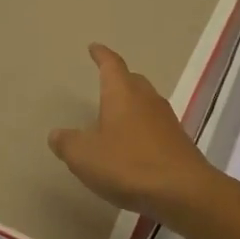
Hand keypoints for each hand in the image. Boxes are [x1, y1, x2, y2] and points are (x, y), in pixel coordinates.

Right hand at [48, 44, 224, 218]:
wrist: (183, 191)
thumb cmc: (128, 164)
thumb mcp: (85, 156)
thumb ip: (68, 143)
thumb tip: (56, 134)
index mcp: (122, 93)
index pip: (111, 64)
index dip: (101, 55)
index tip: (94, 47)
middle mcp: (146, 98)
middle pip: (132, 80)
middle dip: (119, 79)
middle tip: (106, 82)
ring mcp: (166, 119)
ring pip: (146, 102)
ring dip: (132, 105)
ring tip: (117, 116)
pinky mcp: (178, 141)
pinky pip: (155, 125)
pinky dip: (142, 128)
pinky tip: (134, 145)